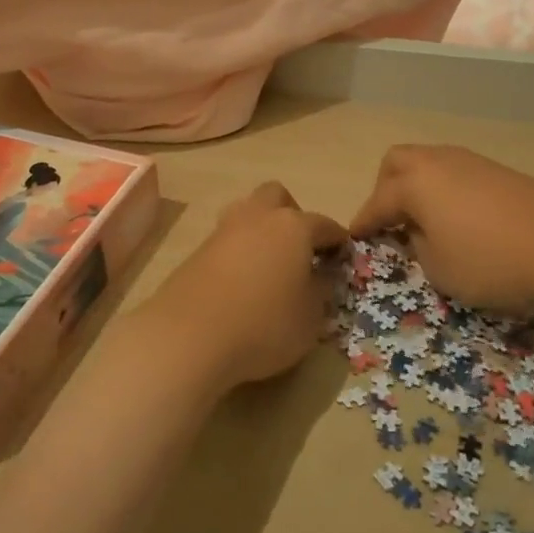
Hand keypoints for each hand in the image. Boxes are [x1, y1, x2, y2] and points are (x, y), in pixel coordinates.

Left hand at [138, 182, 347, 392]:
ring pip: (248, 211)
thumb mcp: (310, 318)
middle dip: (293, 214)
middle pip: (278, 196)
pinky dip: (239, 250)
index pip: (324, 224)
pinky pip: (228, 239)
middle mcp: (259, 217)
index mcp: (293, 226)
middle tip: (299, 249)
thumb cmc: (264, 325)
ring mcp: (224, 230)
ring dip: (261, 228)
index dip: (337, 240)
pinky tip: (242, 280)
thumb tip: (321, 276)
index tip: (343, 255)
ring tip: (268, 263)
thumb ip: (321, 292)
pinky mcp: (198, 249)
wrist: (190, 335)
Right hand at [350, 144, 533, 314]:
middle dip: (386, 188)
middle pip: (398, 162)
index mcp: (415, 183)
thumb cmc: (492, 261)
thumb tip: (419, 231)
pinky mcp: (498, 171)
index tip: (353, 238)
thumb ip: (418, 248)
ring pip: (429, 162)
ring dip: (417, 186)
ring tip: (424, 221)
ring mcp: (471, 161)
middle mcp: (438, 161)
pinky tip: (457, 217)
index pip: (378, 201)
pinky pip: (455, 172)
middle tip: (389, 220)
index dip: (363, 222)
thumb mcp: (441, 270)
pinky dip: (444, 189)